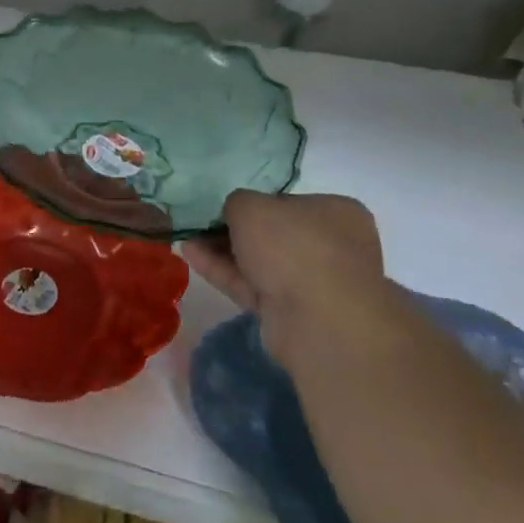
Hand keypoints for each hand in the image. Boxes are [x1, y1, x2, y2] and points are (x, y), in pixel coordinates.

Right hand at [180, 191, 386, 353]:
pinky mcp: (293, 311)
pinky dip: (224, 271)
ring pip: (261, 262)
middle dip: (233, 230)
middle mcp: (331, 245)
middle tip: (200, 226)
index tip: (222, 208)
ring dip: (223, 251)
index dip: (252, 203)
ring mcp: (313, 282)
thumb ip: (237, 202)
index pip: (286, 202)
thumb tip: (235, 213)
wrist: (319, 320)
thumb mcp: (251, 206)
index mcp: (336, 212)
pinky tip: (191, 257)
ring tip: (187, 240)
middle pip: (272, 234)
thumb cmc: (292, 247)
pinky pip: (254, 285)